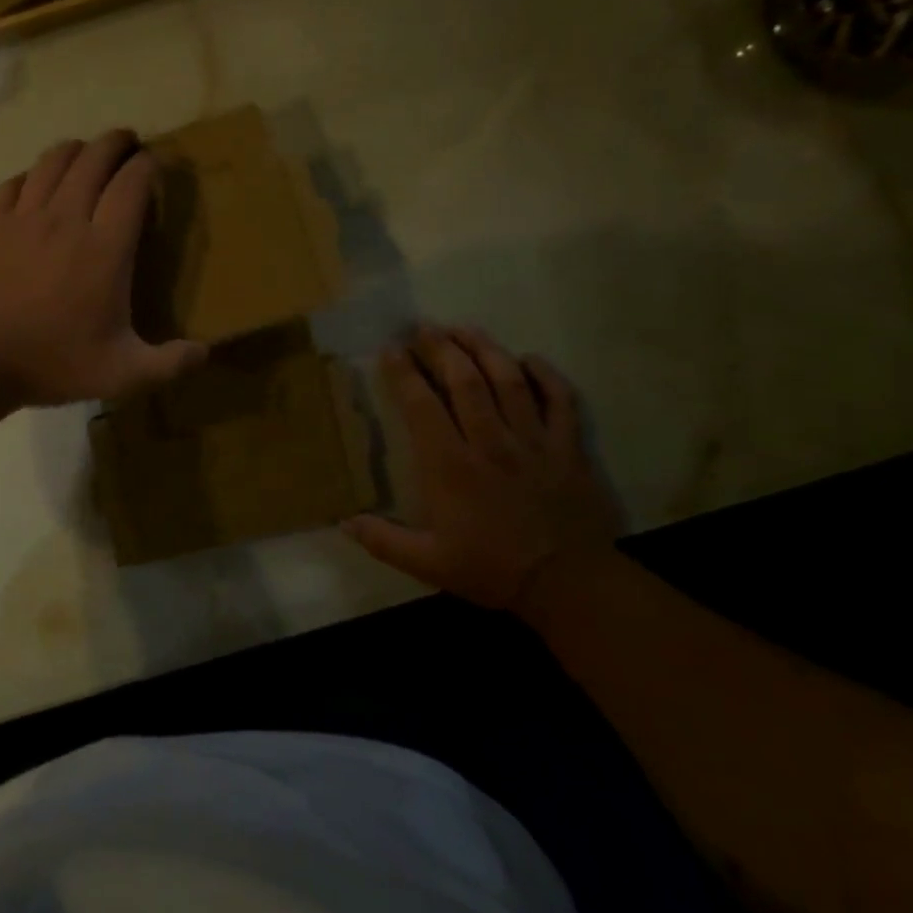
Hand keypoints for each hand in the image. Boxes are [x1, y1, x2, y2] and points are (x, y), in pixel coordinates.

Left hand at [0, 130, 206, 407]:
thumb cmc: (52, 362)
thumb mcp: (121, 374)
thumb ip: (169, 364)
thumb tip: (206, 353)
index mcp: (105, 248)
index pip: (131, 185)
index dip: (147, 166)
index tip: (156, 163)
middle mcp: (67, 219)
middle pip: (94, 159)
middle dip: (116, 143)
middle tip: (128, 144)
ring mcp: (25, 216)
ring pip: (54, 160)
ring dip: (77, 149)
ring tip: (89, 153)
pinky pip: (17, 181)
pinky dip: (35, 173)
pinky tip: (39, 182)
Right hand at [345, 326, 621, 611]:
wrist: (569, 584)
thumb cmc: (492, 569)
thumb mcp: (427, 564)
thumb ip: (383, 541)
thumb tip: (343, 521)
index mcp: (451, 466)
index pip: (422, 405)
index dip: (404, 373)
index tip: (391, 350)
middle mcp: (489, 442)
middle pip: (465, 380)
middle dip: (442, 348)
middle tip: (425, 328)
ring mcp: (532, 440)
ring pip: (509, 380)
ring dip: (485, 349)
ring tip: (465, 329)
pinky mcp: (567, 447)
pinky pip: (560, 400)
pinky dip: (546, 375)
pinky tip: (530, 359)